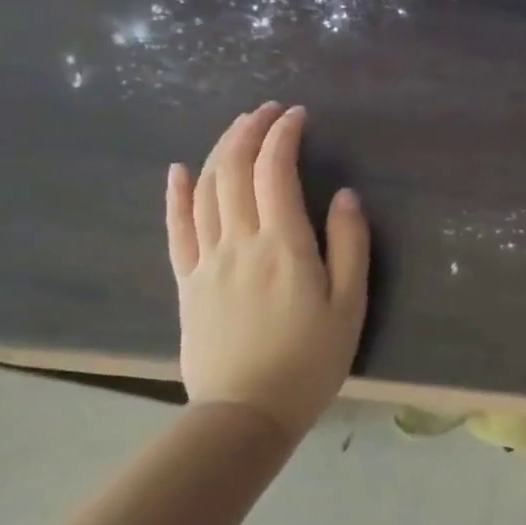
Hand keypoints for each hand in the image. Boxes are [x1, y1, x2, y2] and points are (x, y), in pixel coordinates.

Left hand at [165, 103, 369, 435]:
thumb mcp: (349, 305)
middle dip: (250, 132)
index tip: (298, 115)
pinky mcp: (188, 283)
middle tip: (268, 111)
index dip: (284, 136)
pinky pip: (176, 230)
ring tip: (238, 128)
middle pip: (235, 171)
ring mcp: (207, 261)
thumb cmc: (310, 360)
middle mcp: (239, 242)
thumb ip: (349, 245)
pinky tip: (180, 170)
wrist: (246, 413)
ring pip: (206, 191)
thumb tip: (344, 196)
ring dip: (221, 151)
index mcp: (283, 245)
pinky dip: (177, 195)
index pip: (275, 172)